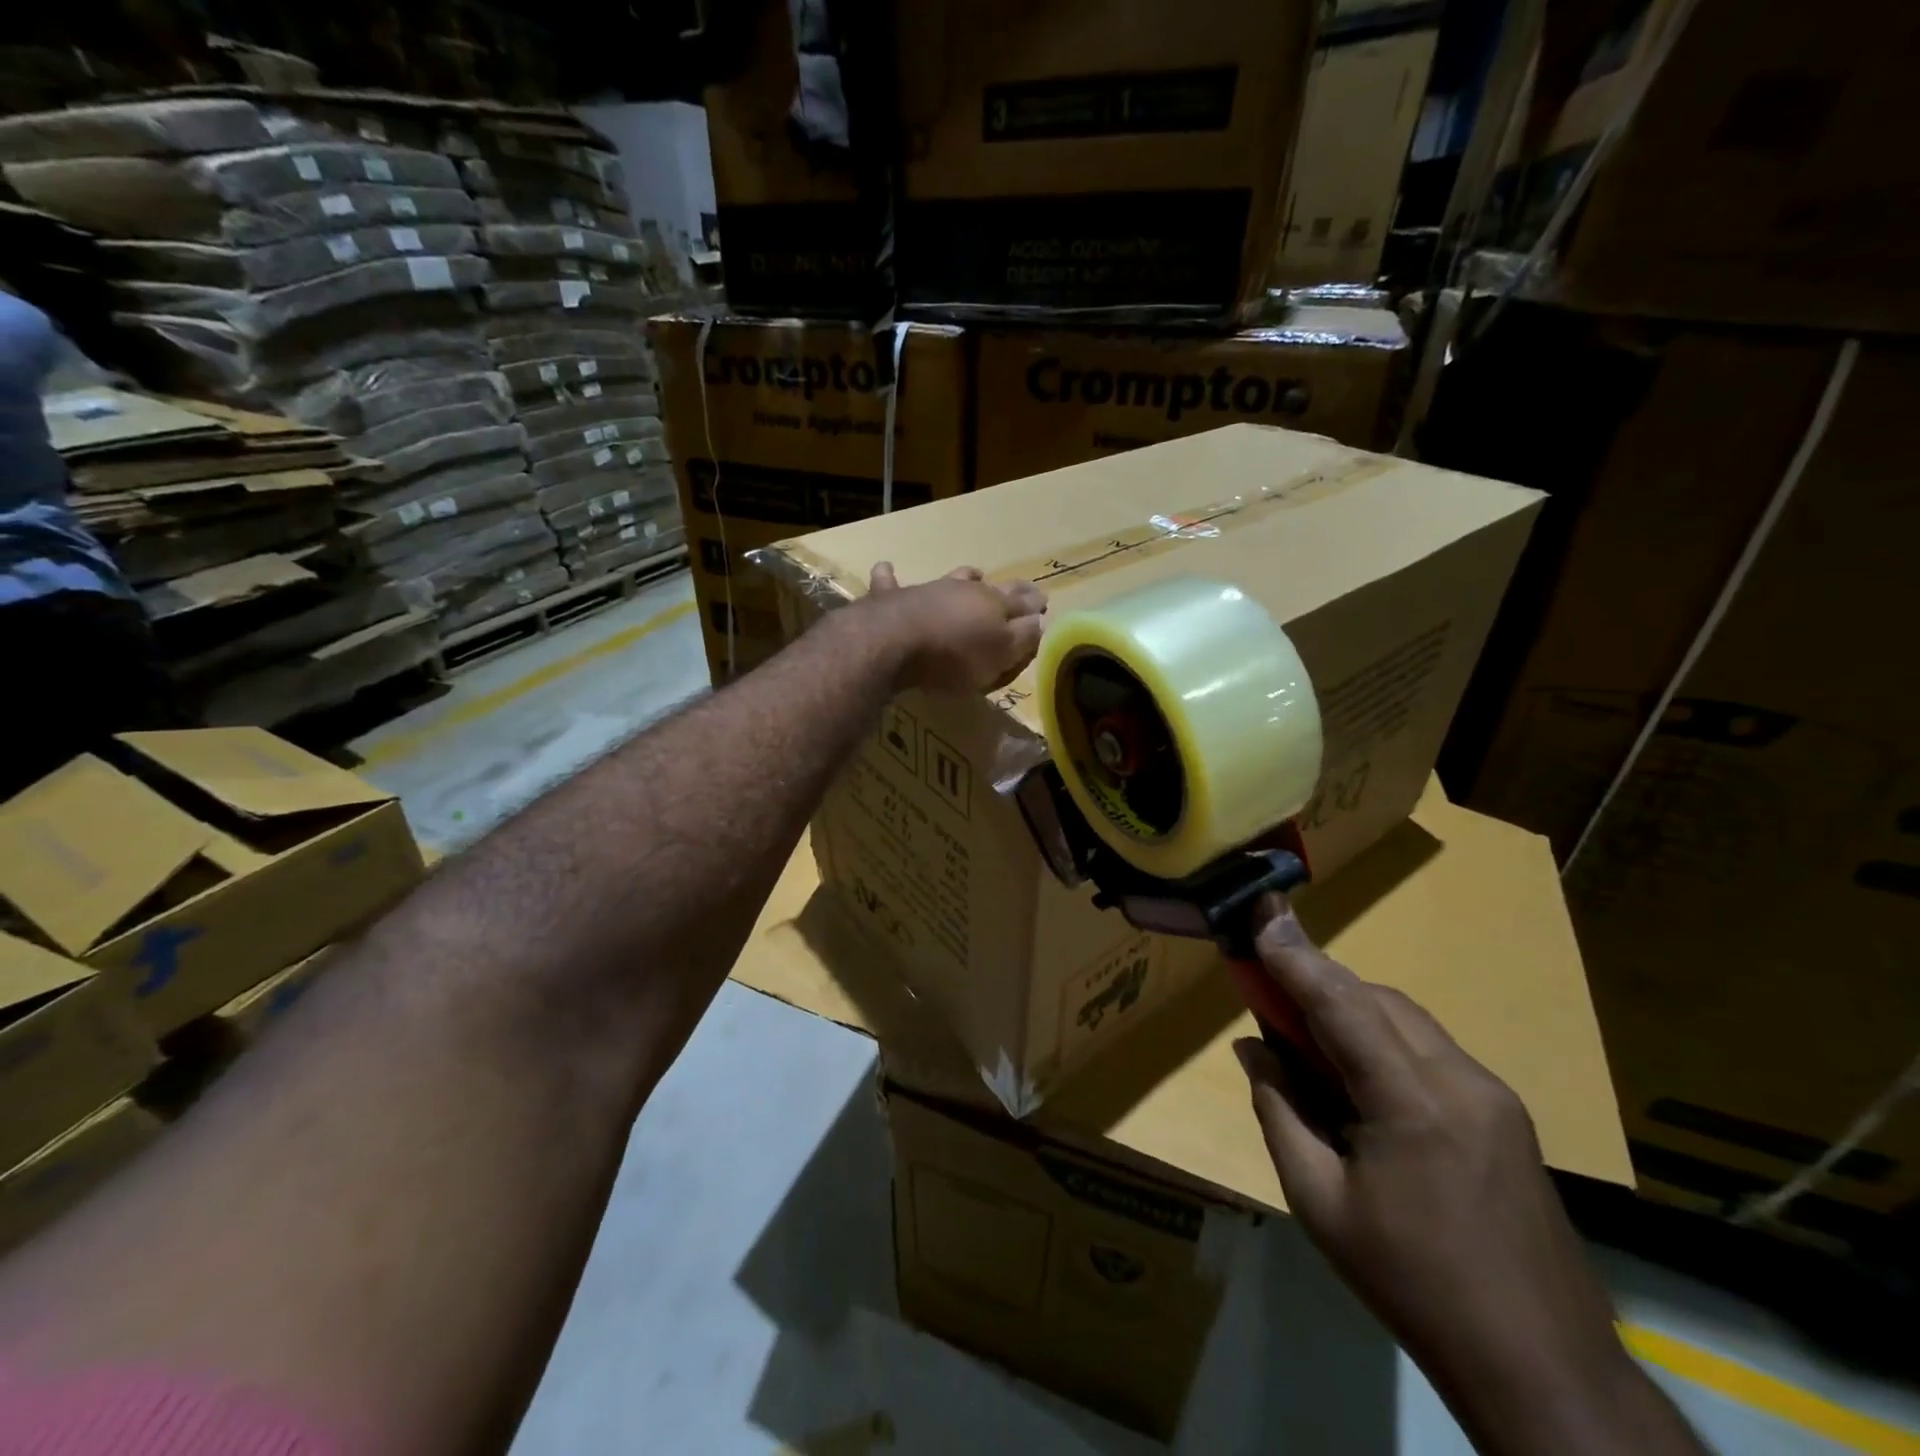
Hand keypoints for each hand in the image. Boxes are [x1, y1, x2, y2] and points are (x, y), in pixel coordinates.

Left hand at [863, 562, 1046, 694]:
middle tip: (1023, 587)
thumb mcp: (1000, 654)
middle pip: (992, 587)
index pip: (1023, 602)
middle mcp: (964, 590)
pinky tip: (886, 567)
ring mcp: (928, 589)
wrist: (896, 640)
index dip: (1034, 603)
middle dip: (1011, 588)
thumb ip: (1022, 638)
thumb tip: (1039, 622)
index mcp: (995, 605)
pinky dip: (889, 575)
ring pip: (951, 577)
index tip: (1043, 601)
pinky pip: (889, 582)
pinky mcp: (892, 597)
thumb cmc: (954, 655)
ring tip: (974, 573)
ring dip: (964, 576)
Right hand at [1235, 897, 1627, 1403]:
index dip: (1295, 958)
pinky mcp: (1504, 1112)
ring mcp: (1491, 1094)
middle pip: (1375, 1000)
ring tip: (1303, 1028)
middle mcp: (1461, 1080)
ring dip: (1349, 1006)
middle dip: (1317, 979)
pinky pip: (1428, 1047)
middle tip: (1266, 983)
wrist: (1543, 1368)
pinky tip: (1356, 1069)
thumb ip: (1279, 1110)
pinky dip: (1381, 1035)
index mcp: (1413, 1103)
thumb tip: (1252, 1048)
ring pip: (1405, 1018)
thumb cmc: (1413, 1284)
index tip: (1260, 915)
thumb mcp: (1319, 1201)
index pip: (1341, 1005)